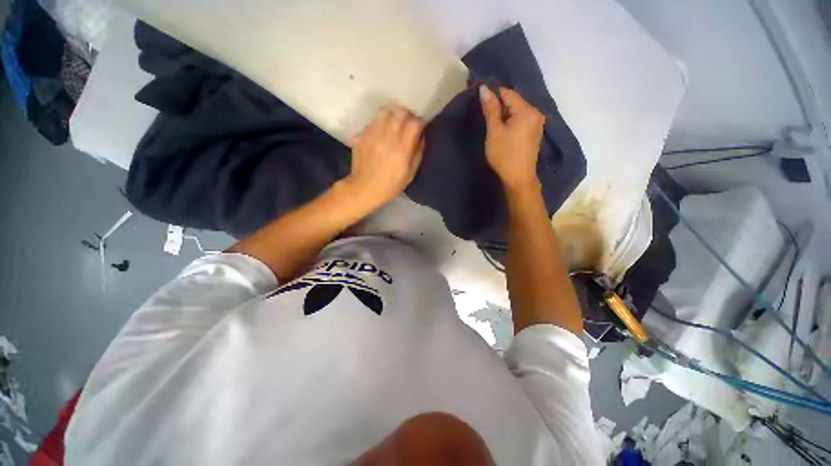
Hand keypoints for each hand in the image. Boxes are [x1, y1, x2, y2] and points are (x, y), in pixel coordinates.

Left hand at [341, 104, 423, 212]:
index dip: (419, 123)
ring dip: (393, 115)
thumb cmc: (390, 186)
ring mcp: (372, 134)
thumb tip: (420, 137)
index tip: (419, 128)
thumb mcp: (410, 174)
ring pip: (385, 111)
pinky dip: (380, 123)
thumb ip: (417, 153)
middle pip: (400, 112)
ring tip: (394, 124)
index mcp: (401, 149)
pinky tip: (381, 133)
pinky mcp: (361, 135)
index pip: (414, 123)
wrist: (364, 189)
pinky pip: (373, 121)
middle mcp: (387, 137)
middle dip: (407, 115)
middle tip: (407, 124)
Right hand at [479, 85, 544, 191]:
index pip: (508, 93)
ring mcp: (537, 123)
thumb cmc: (505, 155)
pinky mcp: (534, 133)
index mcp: (527, 111)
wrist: (519, 179)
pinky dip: (511, 121)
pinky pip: (521, 120)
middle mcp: (536, 113)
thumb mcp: (494, 132)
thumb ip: (491, 109)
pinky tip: (503, 130)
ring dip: (504, 114)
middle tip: (484, 114)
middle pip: (514, 101)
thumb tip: (484, 89)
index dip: (493, 94)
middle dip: (499, 105)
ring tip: (491, 123)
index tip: (480, 100)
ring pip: (517, 111)